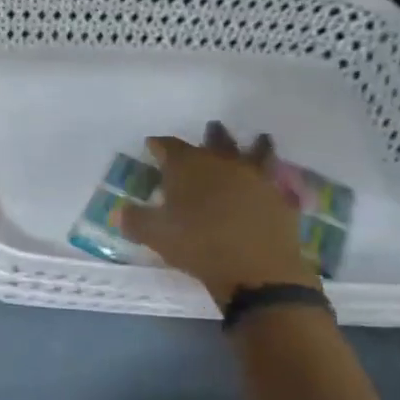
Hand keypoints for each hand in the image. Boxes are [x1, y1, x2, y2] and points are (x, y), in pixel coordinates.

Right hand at [121, 122, 315, 307]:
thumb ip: (135, 220)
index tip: (152, 145)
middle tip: (211, 129)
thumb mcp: (155, 235)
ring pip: (255, 151)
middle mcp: (222, 163)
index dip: (158, 145)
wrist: (256, 270)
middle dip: (211, 135)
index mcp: (187, 167)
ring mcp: (255, 178)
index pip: (168, 146)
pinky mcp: (278, 197)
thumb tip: (121, 211)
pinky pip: (276, 178)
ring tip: (257, 138)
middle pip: (216, 140)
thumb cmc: (197, 246)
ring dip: (253, 144)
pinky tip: (274, 178)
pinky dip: (274, 175)